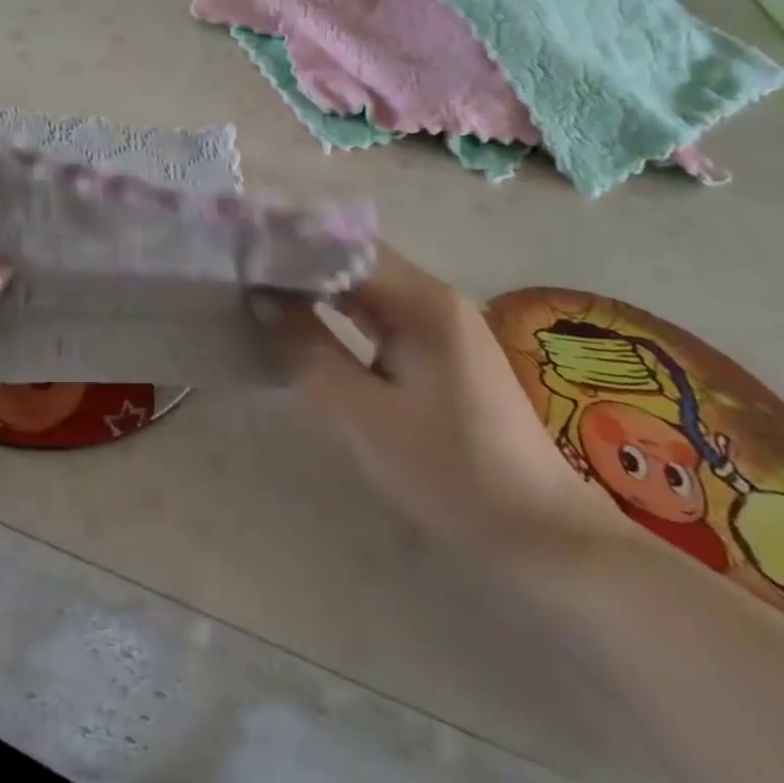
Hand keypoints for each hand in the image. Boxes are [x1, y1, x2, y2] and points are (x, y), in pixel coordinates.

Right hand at [270, 242, 624, 556]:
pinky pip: (377, 315)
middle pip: (354, 260)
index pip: (344, 246)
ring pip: (364, 287)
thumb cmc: (450, 472)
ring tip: (259, 286)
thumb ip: (308, 350)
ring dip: (315, 286)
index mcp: (422, 301)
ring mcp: (439, 326)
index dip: (292, 244)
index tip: (242, 249)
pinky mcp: (439, 354)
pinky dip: (338, 312)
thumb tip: (262, 299)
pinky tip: (305, 320)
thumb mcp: (363, 414)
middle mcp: (433, 299)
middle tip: (241, 267)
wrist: (542, 538)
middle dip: (298, 261)